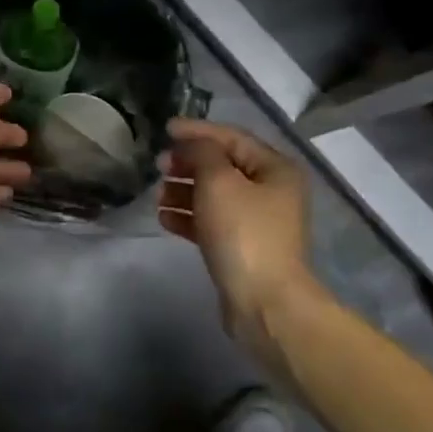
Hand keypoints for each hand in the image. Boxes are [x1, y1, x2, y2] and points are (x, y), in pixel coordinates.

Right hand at [159, 118, 316, 359]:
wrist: (264, 302)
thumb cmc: (243, 233)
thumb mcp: (219, 181)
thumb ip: (202, 153)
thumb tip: (190, 145)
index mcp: (275, 168)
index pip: (232, 138)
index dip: (197, 131)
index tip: (164, 130)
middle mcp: (272, 191)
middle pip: (224, 166)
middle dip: (189, 163)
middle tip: (158, 165)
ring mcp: (258, 222)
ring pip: (215, 196)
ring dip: (184, 191)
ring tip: (157, 194)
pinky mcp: (243, 248)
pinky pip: (212, 223)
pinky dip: (189, 217)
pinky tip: (164, 219)